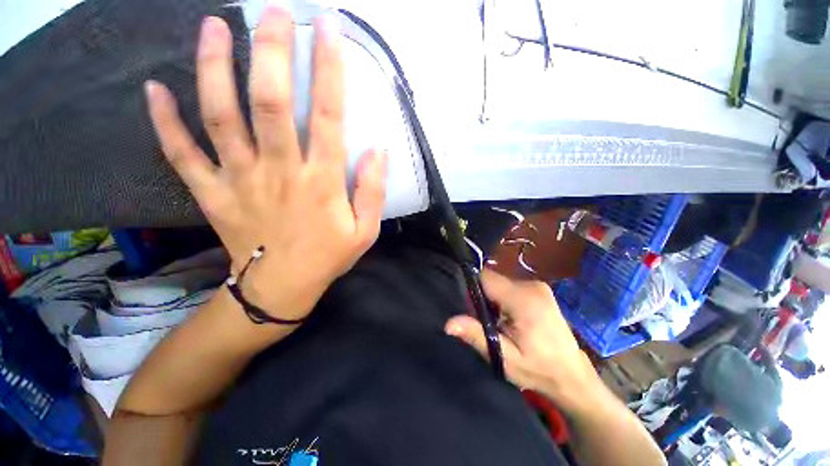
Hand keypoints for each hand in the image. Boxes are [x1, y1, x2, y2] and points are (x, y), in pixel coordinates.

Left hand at [144, 7, 386, 320]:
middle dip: (271, 50)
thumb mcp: (366, 230)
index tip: (327, 28)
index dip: (328, 69)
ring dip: (212, 67)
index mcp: (321, 182)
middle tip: (272, 12)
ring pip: (220, 116)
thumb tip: (378, 150)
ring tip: (213, 27)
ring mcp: (240, 180)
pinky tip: (155, 90)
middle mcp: (279, 171)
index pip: (327, 116)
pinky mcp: (213, 194)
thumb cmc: (329, 257)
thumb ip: (373, 191)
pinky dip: (164, 122)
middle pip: (269, 101)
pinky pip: (182, 154)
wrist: (283, 288)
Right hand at [445, 269, 601, 411]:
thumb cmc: (538, 369)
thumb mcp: (504, 357)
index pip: (486, 278)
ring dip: (494, 299)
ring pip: (501, 283)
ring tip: (501, 323)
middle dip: (484, 297)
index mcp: (523, 300)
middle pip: (493, 280)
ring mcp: (538, 286)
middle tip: (488, 322)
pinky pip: (511, 286)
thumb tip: (448, 324)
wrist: (573, 375)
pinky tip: (512, 318)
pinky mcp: (540, 289)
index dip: (472, 289)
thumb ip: (476, 335)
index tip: (471, 309)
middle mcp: (531, 286)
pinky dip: (505, 298)